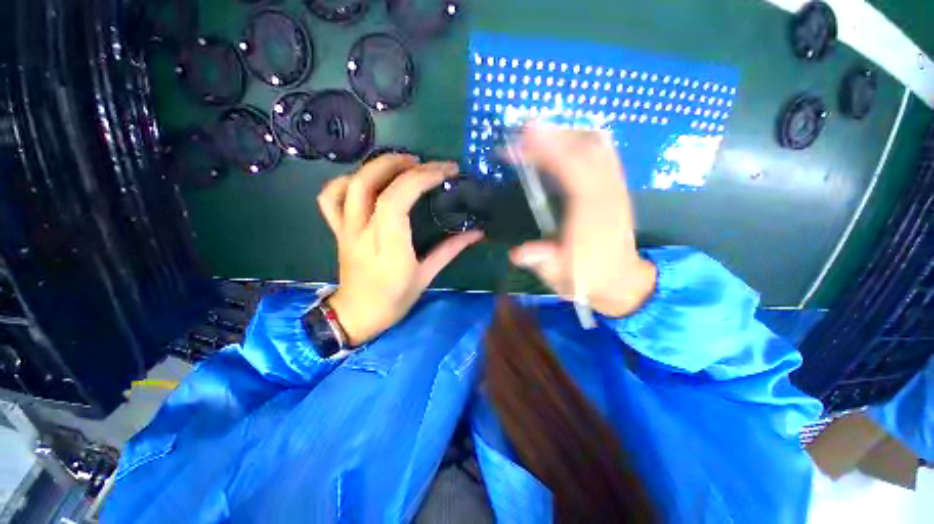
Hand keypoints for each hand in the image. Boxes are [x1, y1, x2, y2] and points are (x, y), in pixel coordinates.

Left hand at [317, 155, 482, 345]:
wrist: (358, 315)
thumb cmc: (395, 299)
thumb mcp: (426, 276)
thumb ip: (450, 250)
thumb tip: (476, 233)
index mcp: (388, 243)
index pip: (398, 198)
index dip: (422, 177)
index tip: (446, 171)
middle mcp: (363, 230)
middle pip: (371, 182)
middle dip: (400, 163)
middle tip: (425, 163)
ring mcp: (346, 228)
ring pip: (350, 183)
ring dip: (376, 166)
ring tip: (399, 164)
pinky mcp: (338, 229)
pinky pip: (330, 197)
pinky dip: (345, 180)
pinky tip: (365, 180)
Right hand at [508, 125, 656, 316]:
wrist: (621, 280)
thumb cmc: (587, 277)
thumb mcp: (561, 276)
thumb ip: (542, 262)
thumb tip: (516, 253)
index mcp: (592, 215)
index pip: (573, 170)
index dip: (548, 151)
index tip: (522, 138)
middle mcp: (608, 194)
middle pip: (586, 149)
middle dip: (553, 135)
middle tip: (523, 130)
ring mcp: (616, 187)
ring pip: (597, 146)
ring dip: (566, 133)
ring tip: (538, 132)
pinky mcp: (616, 187)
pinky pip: (604, 152)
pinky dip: (583, 140)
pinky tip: (564, 140)